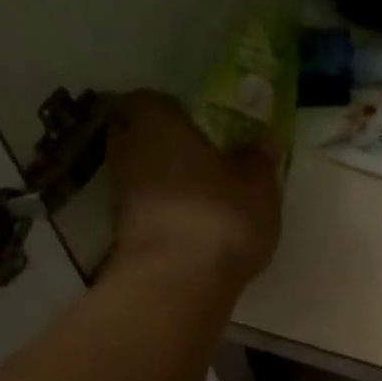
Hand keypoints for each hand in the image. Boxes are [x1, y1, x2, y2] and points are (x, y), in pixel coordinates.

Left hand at [106, 93, 280, 285]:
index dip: (173, 111)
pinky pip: (146, 207)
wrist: (179, 280)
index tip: (199, 126)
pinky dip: (165, 211)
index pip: (151, 100)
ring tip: (204, 195)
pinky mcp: (122, 231)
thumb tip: (262, 142)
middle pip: (139, 136)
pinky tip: (194, 225)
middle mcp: (126, 148)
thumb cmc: (220, 214)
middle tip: (202, 158)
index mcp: (155, 120)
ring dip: (165, 180)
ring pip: (142, 174)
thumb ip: (258, 159)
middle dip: (165, 145)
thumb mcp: (258, 184)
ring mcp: (119, 192)